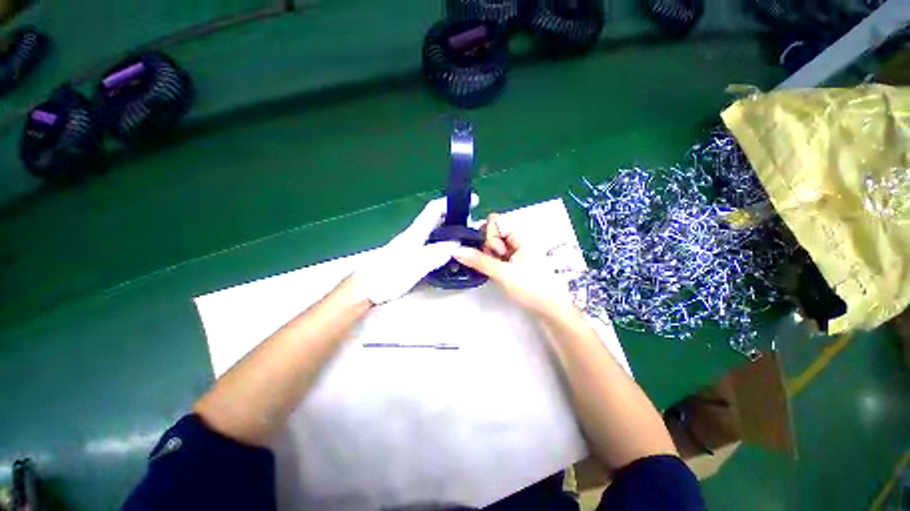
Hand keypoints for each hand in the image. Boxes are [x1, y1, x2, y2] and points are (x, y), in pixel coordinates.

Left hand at [353, 196, 475, 304]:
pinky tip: (452, 255)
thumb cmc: (388, 275)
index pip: (434, 210)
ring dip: (453, 232)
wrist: (367, 288)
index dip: (452, 203)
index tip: (471, 200)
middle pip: (439, 220)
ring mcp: (414, 246)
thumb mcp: (415, 264)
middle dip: (457, 218)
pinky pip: (434, 246)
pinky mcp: (413, 257)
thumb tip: (457, 243)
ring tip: (469, 240)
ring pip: (437, 233)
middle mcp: (415, 235)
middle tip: (475, 227)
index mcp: (416, 232)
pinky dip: (446, 246)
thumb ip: (436, 253)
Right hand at [454, 212, 575, 317]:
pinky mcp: (512, 262)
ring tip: (498, 271)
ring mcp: (514, 251)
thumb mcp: (503, 273)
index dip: (489, 235)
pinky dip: (492, 262)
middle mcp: (516, 240)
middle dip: (488, 247)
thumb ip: (479, 261)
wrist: (550, 308)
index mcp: (519, 235)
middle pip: (491, 233)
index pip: (494, 222)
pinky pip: (496, 256)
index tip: (493, 252)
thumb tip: (456, 251)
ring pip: (492, 246)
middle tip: (496, 263)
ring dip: (489, 257)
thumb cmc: (531, 287)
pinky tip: (496, 273)